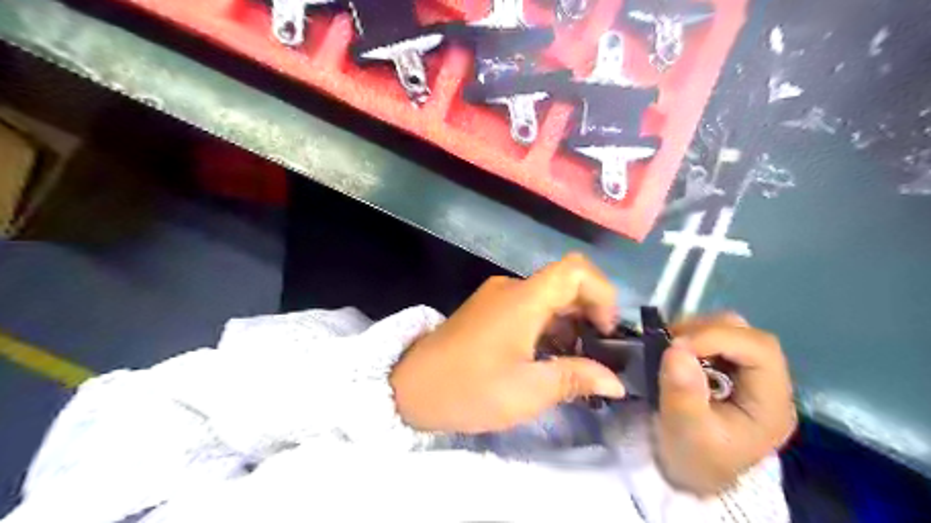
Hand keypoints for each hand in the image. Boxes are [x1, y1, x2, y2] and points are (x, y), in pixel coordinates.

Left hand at [390, 254, 619, 432]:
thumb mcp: (528, 391)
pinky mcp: (486, 310)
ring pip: (547, 297)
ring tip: (576, 360)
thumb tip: (616, 382)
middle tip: (599, 352)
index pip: (576, 270)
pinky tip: (548, 357)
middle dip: (589, 312)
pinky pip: (527, 307)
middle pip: (564, 282)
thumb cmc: (470, 389)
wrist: (410, 388)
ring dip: (568, 322)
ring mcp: (496, 297)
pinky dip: (547, 326)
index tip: (606, 331)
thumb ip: (576, 378)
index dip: (602, 293)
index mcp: (524, 299)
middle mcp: (511, 288)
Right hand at [654, 313, 800, 496]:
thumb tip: (677, 350)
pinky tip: (676, 353)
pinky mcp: (729, 368)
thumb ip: (683, 394)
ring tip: (670, 349)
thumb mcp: (685, 432)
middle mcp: (768, 383)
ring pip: (731, 330)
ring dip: (697, 332)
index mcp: (771, 404)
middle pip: (747, 335)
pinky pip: (714, 337)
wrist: (689, 474)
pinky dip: (692, 336)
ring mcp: (748, 374)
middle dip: (705, 332)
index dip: (719, 338)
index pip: (760, 350)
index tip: (677, 346)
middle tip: (670, 344)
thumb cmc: (692, 457)